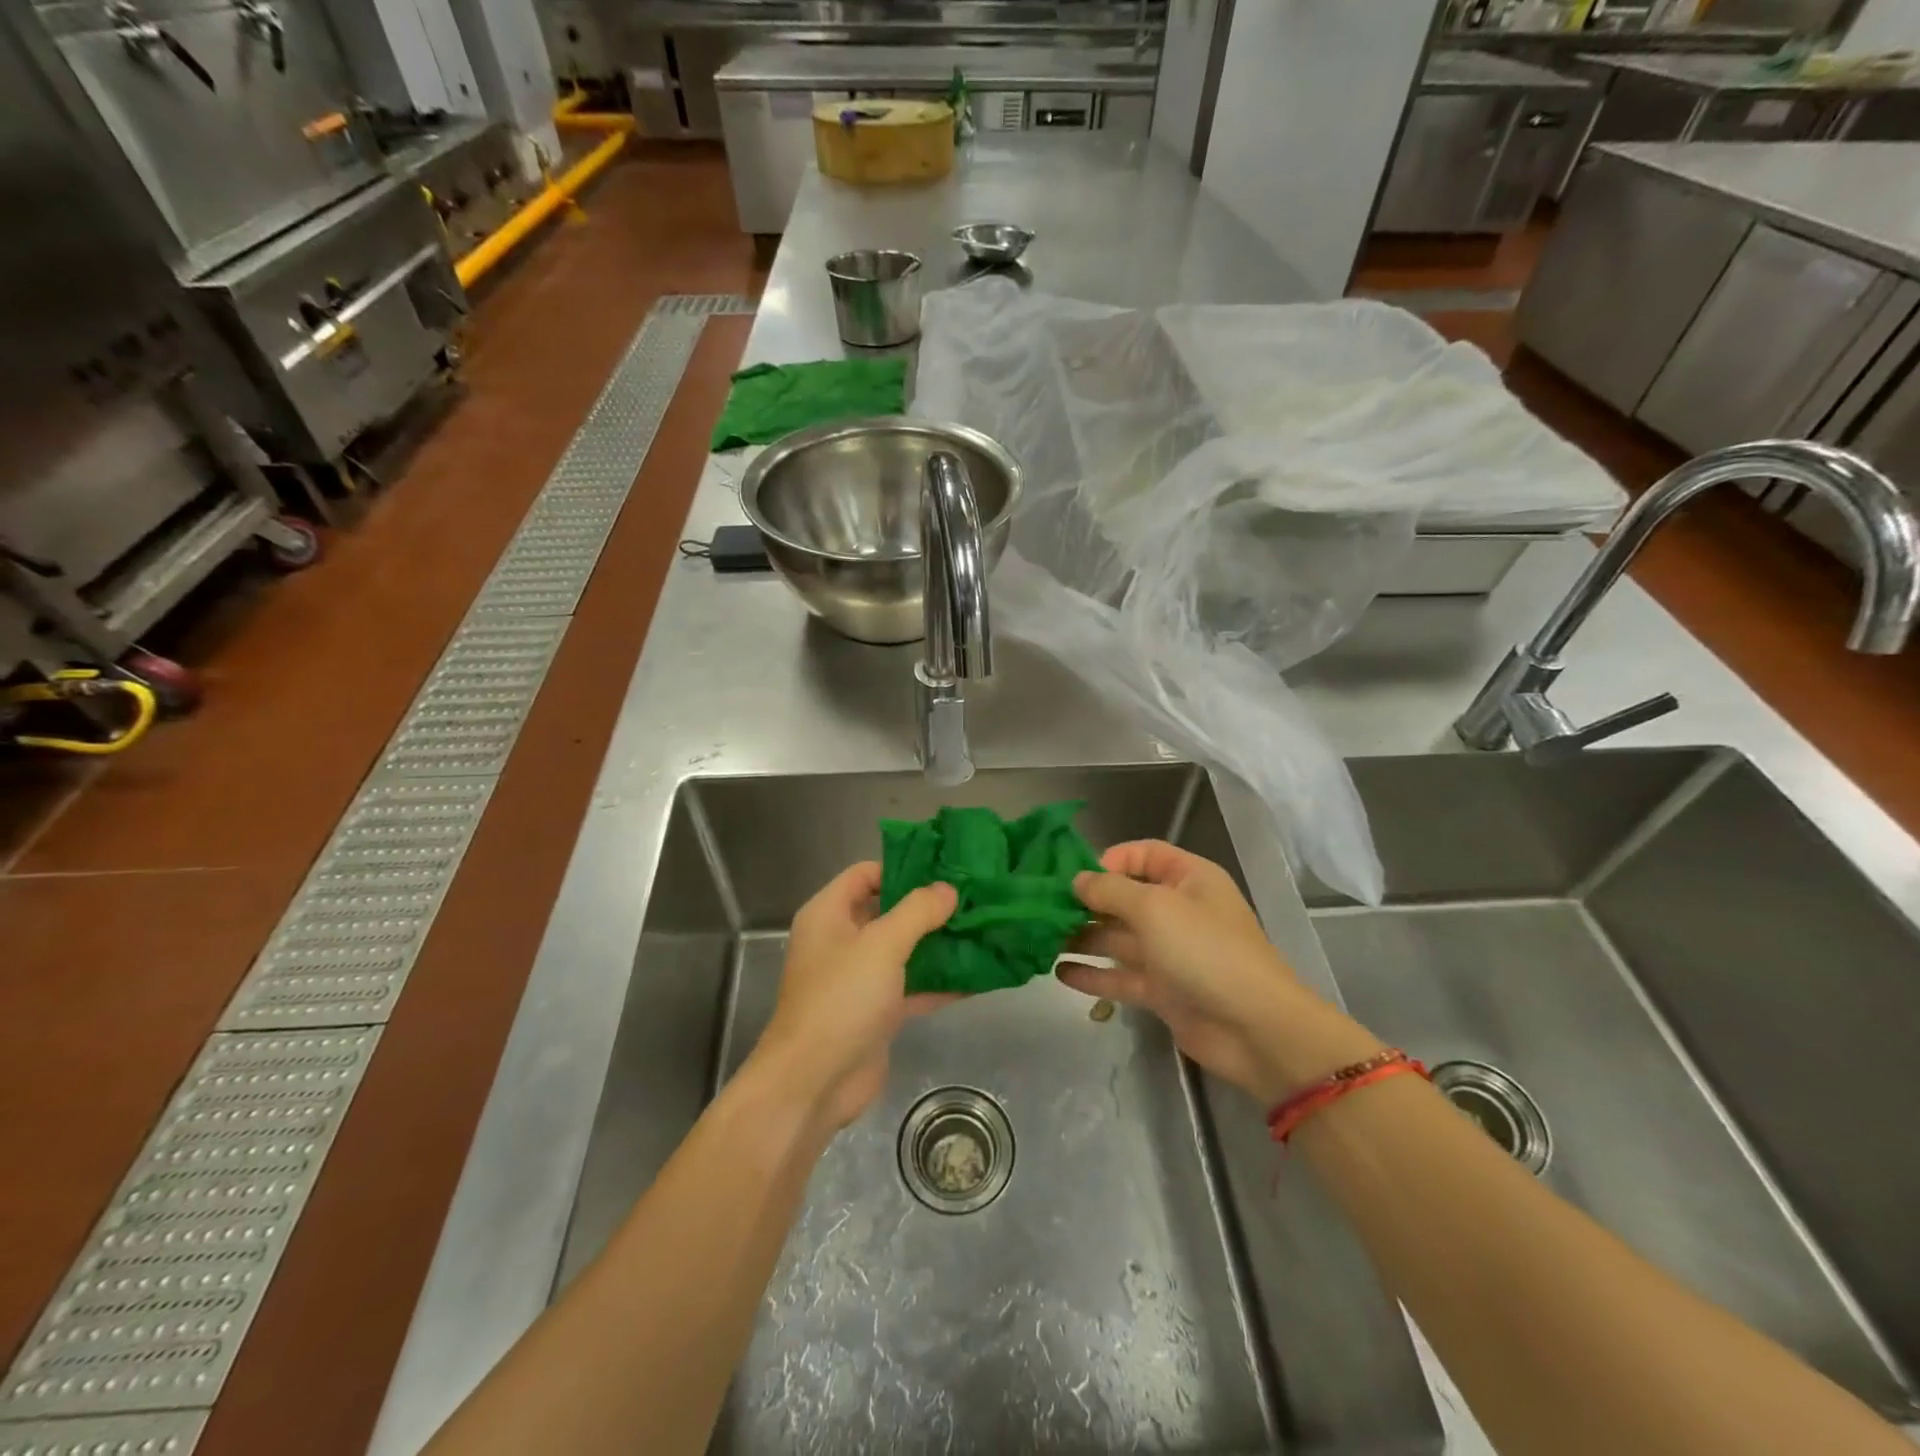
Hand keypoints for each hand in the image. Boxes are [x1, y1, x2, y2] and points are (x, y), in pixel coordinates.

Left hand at [749, 862, 957, 1131]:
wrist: (814, 1083)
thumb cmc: (841, 999)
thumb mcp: (881, 945)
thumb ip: (917, 912)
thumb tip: (948, 889)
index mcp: (829, 914)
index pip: (865, 874)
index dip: (902, 867)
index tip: (945, 868)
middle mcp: (841, 941)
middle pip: (888, 911)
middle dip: (929, 907)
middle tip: (974, 897)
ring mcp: (859, 978)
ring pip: (904, 950)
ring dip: (939, 943)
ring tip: (983, 929)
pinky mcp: (876, 1012)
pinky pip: (912, 986)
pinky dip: (940, 982)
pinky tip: (979, 976)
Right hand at [1062, 841, 1379, 1103]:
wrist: (1254, 1029)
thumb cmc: (1205, 951)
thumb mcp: (1154, 908)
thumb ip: (1110, 891)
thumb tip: (1077, 881)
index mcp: (1188, 879)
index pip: (1142, 855)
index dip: (1109, 860)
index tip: (1074, 876)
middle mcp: (1177, 910)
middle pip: (1124, 897)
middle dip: (1086, 902)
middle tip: (1043, 910)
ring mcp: (1170, 953)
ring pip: (1118, 938)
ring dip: (1083, 937)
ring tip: (1041, 940)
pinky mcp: (1162, 991)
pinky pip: (1121, 976)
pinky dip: (1093, 974)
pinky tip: (1059, 973)